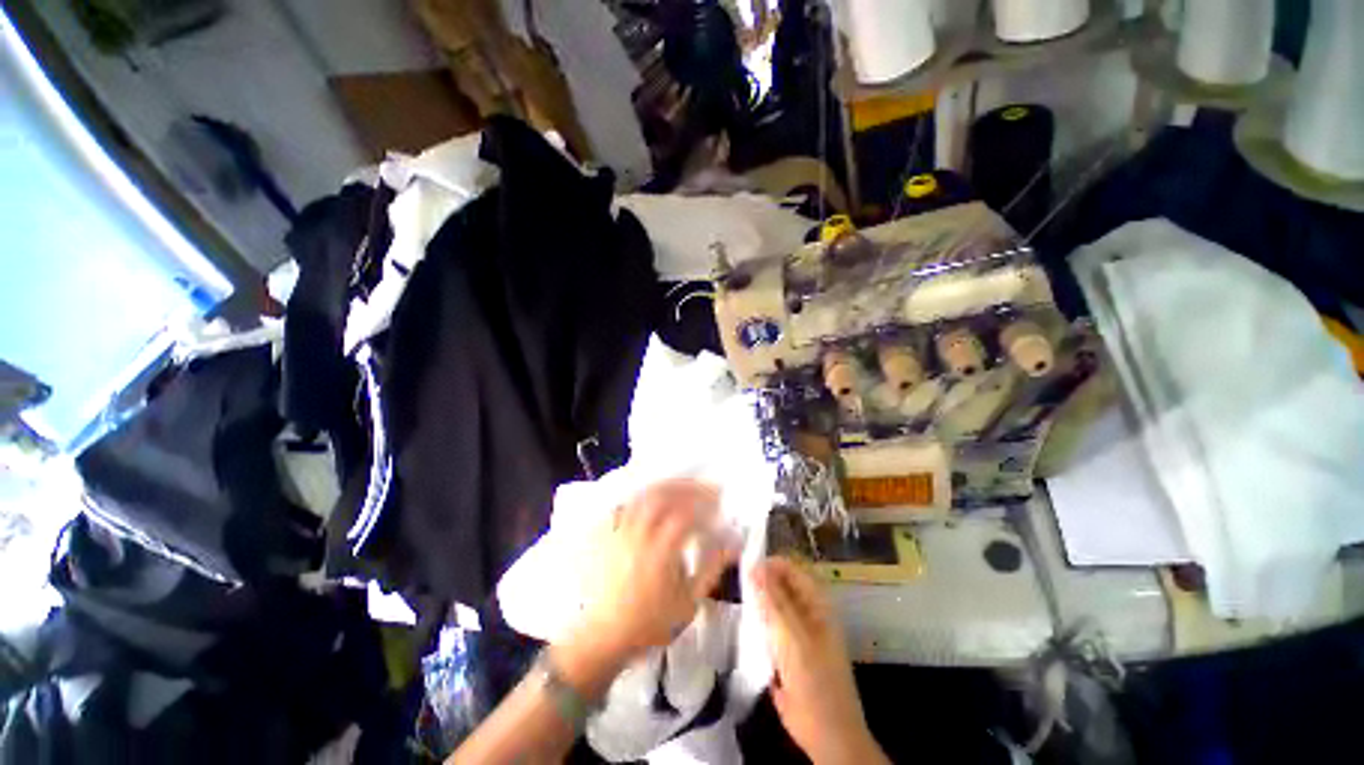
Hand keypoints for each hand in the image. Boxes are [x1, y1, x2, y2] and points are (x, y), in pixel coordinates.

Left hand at [572, 479, 737, 665]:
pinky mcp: (607, 534)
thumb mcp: (688, 602)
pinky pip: (624, 504)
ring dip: (666, 486)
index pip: (687, 514)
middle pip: (664, 496)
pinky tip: (651, 497)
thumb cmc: (650, 623)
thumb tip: (732, 545)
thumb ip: (711, 569)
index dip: (706, 504)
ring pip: (643, 496)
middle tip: (705, 487)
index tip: (721, 503)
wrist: (605, 638)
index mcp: (661, 550)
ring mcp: (620, 531)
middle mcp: (639, 534)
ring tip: (682, 487)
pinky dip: (641, 496)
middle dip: (688, 487)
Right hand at [753, 557, 885, 764]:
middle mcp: (806, 611)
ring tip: (732, 597)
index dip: (769, 563)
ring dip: (755, 601)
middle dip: (759, 580)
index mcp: (816, 603)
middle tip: (734, 581)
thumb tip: (754, 566)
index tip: (742, 564)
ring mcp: (795, 631)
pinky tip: (739, 622)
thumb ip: (773, 601)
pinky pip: (767, 626)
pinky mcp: (784, 649)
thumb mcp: (793, 638)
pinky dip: (755, 621)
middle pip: (780, 584)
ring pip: (771, 604)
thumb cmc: (814, 682)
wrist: (826, 736)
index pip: (791, 568)